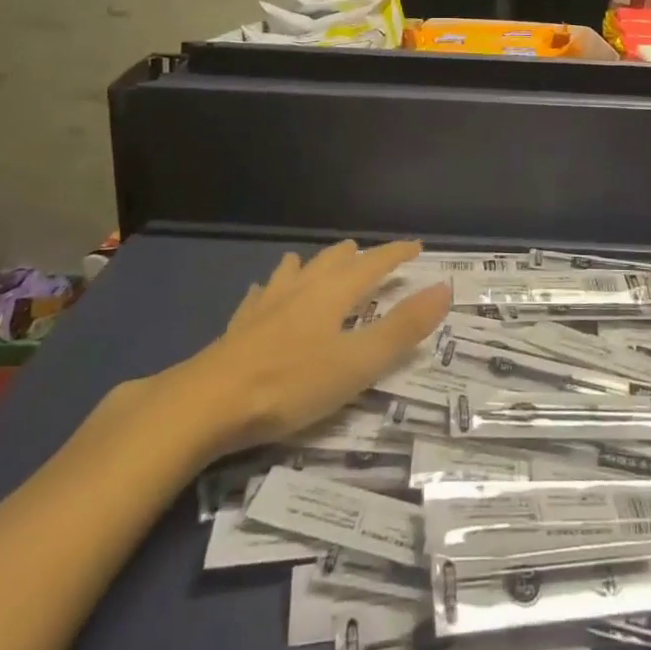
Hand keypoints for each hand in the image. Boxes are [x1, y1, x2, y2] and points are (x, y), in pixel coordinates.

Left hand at [153, 240, 450, 461]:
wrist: (207, 402)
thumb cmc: (291, 383)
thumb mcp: (357, 363)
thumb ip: (402, 328)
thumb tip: (444, 288)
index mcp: (333, 294)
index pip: (373, 263)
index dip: (396, 254)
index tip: (415, 247)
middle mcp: (302, 289)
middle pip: (333, 261)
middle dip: (356, 256)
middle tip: (370, 255)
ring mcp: (267, 304)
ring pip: (295, 271)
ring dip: (314, 264)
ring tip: (317, 263)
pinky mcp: (239, 325)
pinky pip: (261, 295)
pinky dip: (273, 288)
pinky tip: (264, 293)